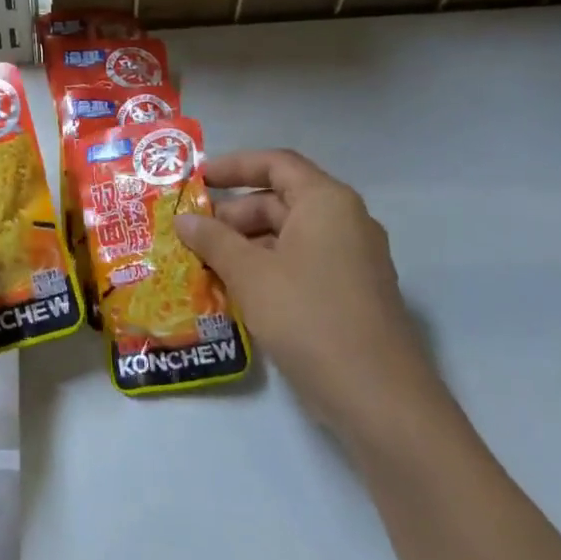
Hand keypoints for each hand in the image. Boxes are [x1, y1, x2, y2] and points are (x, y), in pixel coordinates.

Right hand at [175, 150, 445, 443]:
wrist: (376, 395)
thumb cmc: (308, 316)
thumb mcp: (250, 273)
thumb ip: (214, 240)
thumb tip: (184, 219)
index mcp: (326, 202)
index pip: (276, 164)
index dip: (234, 166)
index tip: (196, 180)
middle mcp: (344, 222)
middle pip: (280, 201)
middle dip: (233, 215)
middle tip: (192, 234)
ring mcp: (351, 259)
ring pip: (288, 236)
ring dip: (245, 246)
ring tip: (203, 265)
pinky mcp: (349, 293)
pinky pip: (300, 264)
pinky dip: (265, 268)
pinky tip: (233, 291)